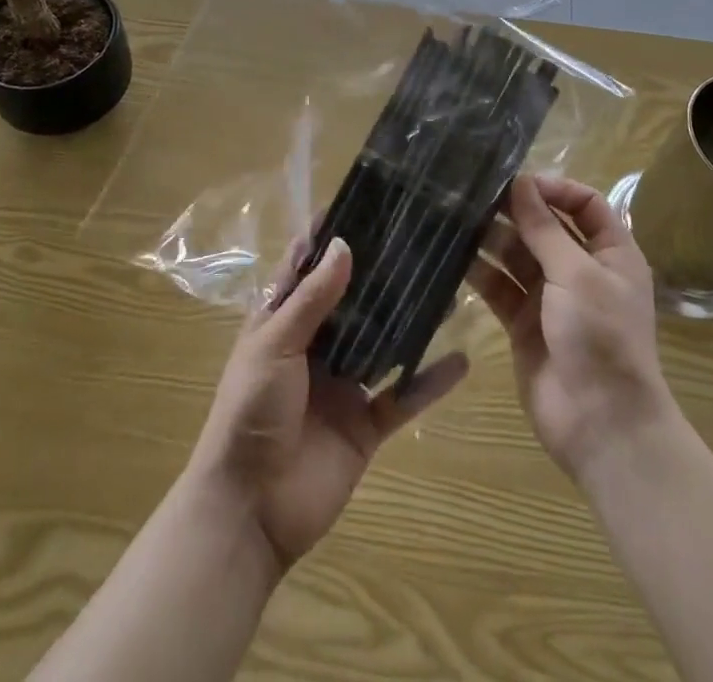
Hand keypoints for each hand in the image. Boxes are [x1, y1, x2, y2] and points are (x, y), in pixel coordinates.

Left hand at [187, 237, 469, 570]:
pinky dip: (430, 381)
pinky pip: (403, 397)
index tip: (362, 203)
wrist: (251, 510)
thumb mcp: (274, 345)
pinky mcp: (365, 424)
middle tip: (419, 238)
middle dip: (379, 273)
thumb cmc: (250, 411)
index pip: (307, 268)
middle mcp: (316, 346)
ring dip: (410, 320)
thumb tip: (344, 244)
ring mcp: (343, 385)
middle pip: (352, 301)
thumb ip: (312, 299)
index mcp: (283, 322)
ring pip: (383, 342)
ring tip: (448, 286)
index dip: (328, 237)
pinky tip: (462, 359)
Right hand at [470, 174, 671, 482]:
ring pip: (517, 255)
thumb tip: (520, 182)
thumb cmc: (601, 337)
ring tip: (456, 218)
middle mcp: (581, 270)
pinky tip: (452, 256)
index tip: (518, 182)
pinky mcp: (523, 323)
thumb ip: (544, 228)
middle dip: (514, 210)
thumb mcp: (576, 274)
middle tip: (473, 194)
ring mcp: (550, 297)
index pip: (585, 204)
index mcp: (611, 253)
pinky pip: (499, 287)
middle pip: (545, 227)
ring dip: (492, 238)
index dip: (555, 187)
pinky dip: (479, 272)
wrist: (601, 425)